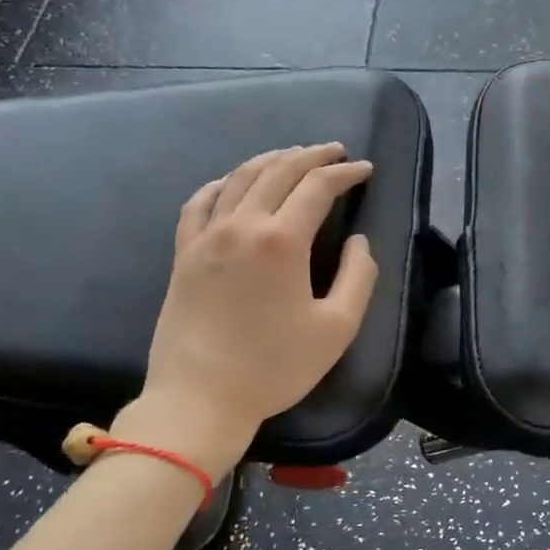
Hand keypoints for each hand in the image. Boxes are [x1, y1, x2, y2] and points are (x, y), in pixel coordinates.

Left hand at [121, 144, 377, 464]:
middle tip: (334, 152)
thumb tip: (358, 242)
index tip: (365, 169)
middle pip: (278, 172)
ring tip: (292, 156)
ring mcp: (206, 237)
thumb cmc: (275, 366)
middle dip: (310, 156)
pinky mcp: (184, 254)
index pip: (317, 188)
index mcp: (282, 241)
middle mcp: (241, 226)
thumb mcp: (337, 327)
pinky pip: (200, 202)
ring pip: (239, 179)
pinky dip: (223, 183)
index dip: (345, 173)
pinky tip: (233, 182)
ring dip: (270, 160)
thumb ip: (358, 276)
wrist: (201, 397)